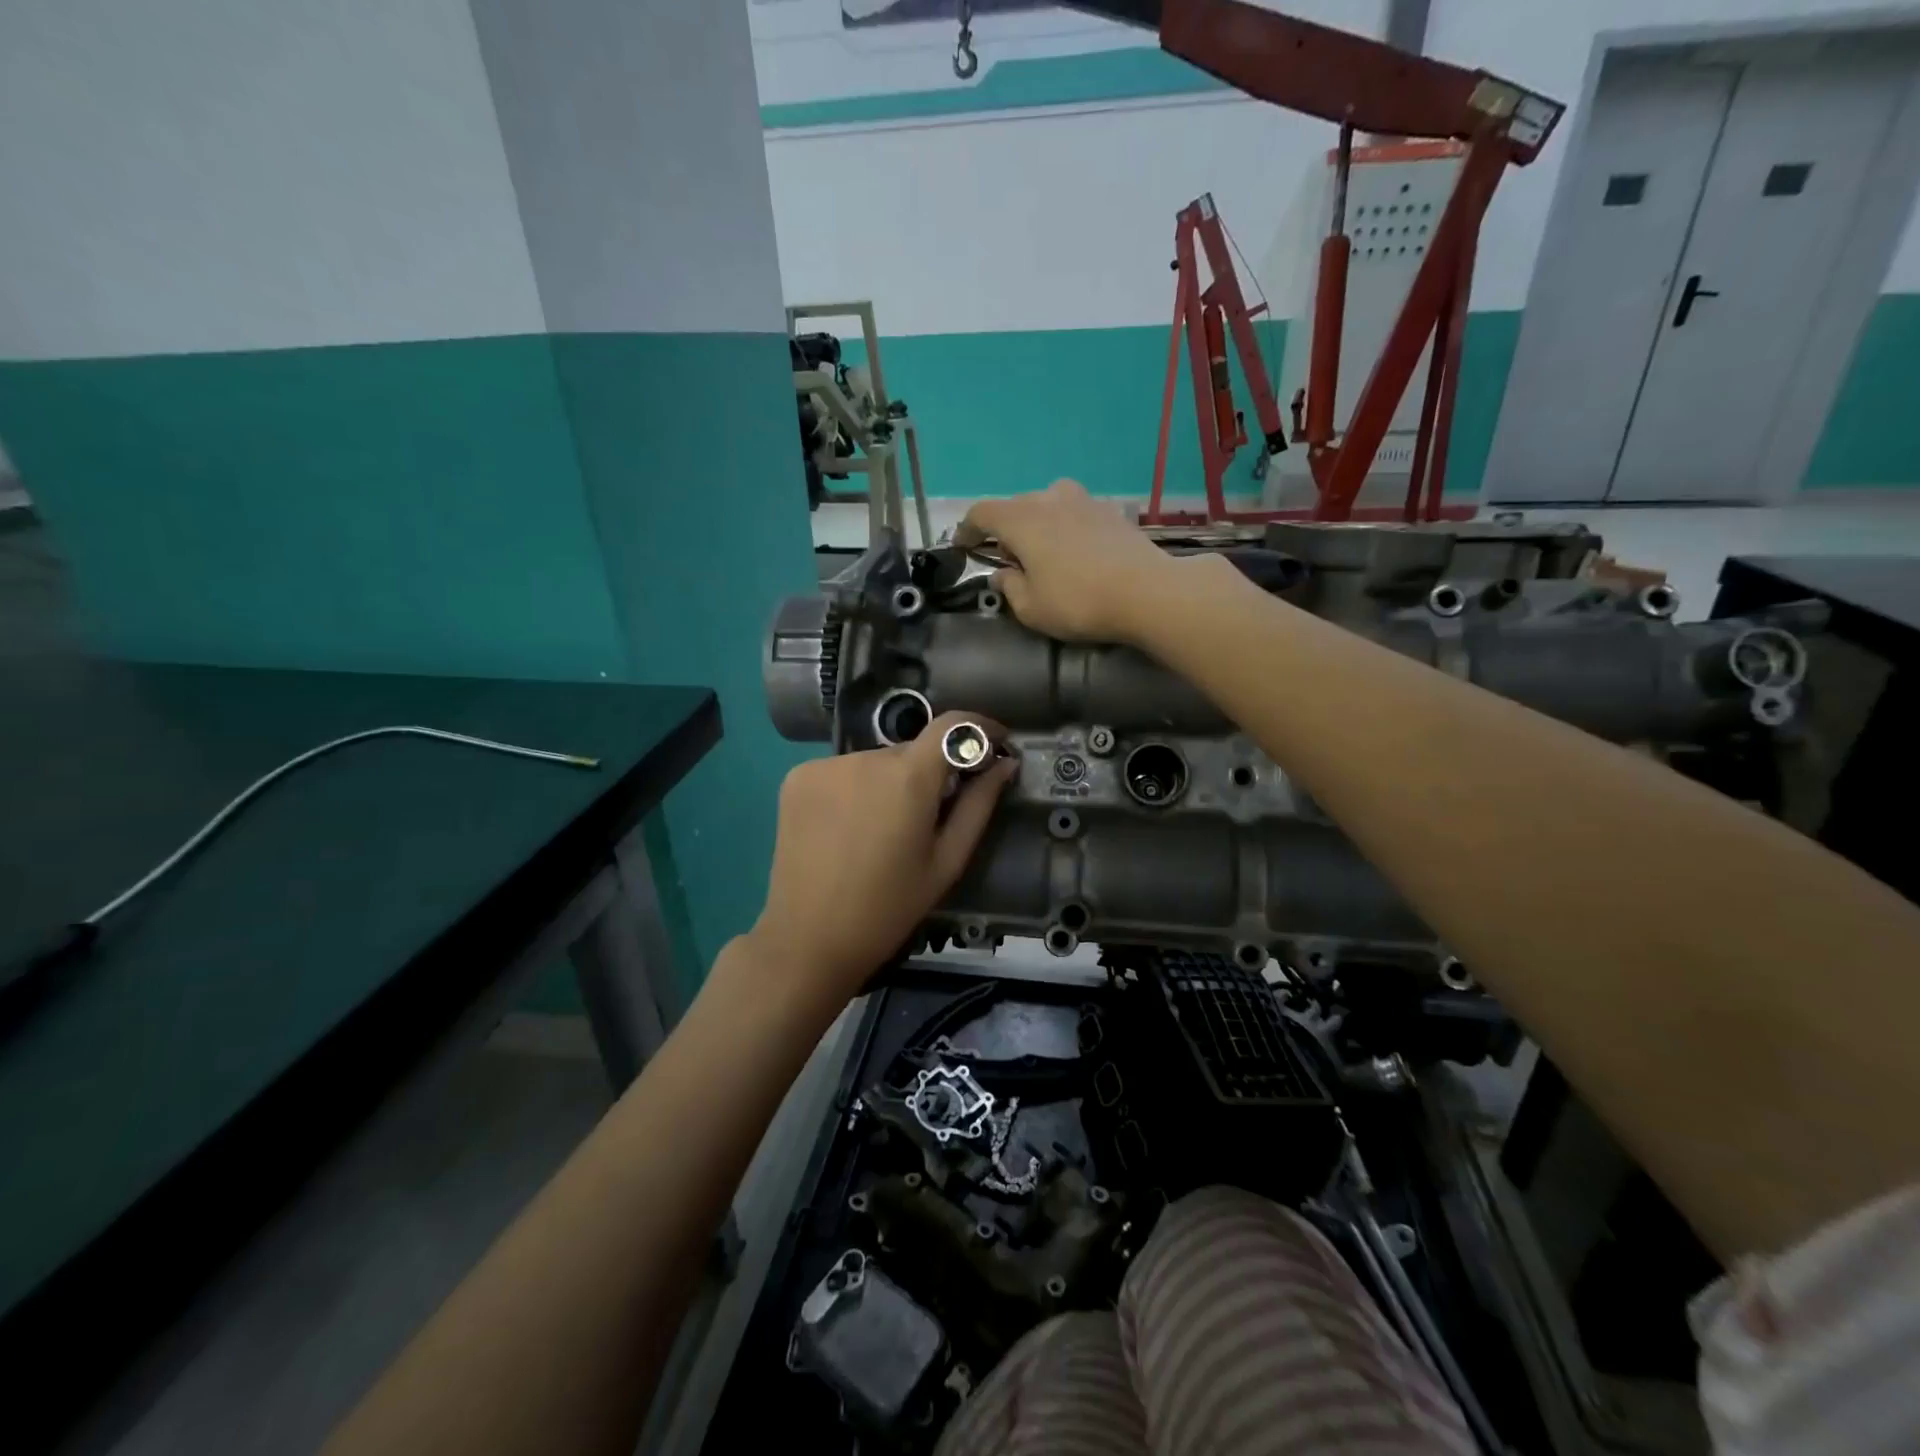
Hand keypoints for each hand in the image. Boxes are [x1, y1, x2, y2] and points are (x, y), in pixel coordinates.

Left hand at [747, 712, 1014, 1009]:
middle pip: (912, 752)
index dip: (979, 727)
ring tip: (880, 832)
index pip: (953, 724)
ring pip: (876, 762)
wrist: (809, 938)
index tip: (994, 743)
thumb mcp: (946, 861)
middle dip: (928, 774)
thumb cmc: (889, 907)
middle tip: (928, 819)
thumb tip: (1005, 764)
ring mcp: (825, 765)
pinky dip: (854, 789)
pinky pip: (842, 771)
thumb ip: (979, 805)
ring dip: (888, 784)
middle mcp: (865, 757)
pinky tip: (847, 829)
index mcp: (908, 777)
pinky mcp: (798, 777)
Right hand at [956, 479, 1186, 642]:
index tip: (962, 546)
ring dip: (1038, 525)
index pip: (982, 513)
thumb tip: (1002, 576)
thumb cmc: (1078, 602)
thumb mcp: (1031, 608)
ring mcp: (1083, 500)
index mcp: (1021, 520)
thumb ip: (1010, 588)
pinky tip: (1075, 553)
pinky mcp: (1110, 511)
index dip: (967, 529)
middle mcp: (1049, 499)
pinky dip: (1065, 528)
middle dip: (1005, 531)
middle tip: (1008, 561)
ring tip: (1043, 553)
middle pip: (1015, 506)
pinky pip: (1075, 513)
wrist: (1147, 592)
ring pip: (1047, 505)